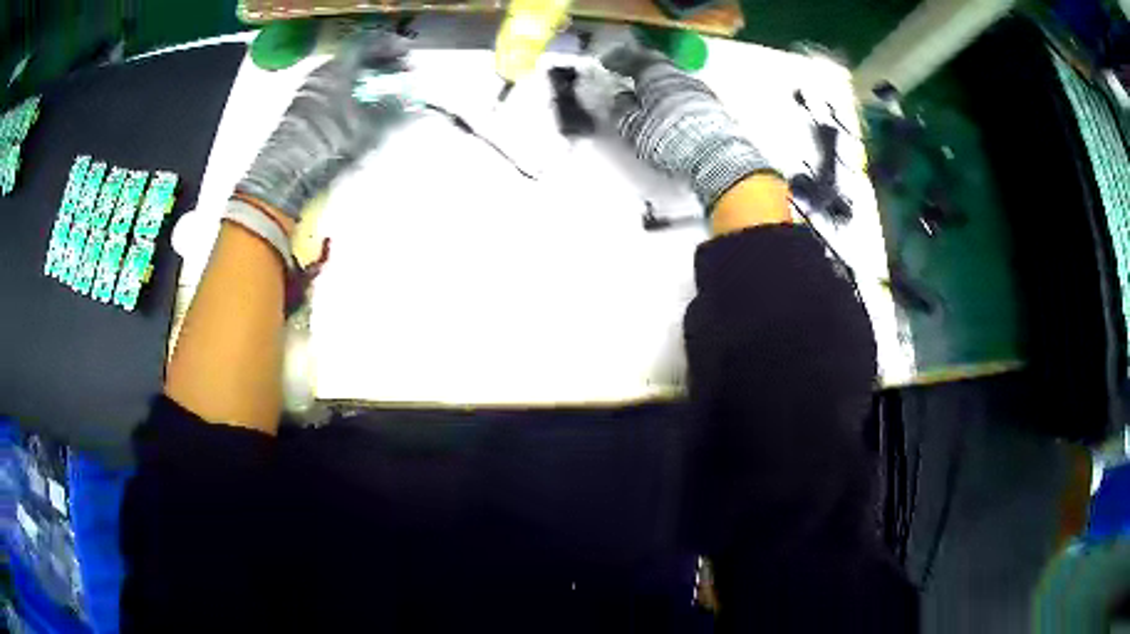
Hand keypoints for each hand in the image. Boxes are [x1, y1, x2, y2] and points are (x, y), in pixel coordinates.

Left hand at [235, 30, 410, 220]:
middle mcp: (320, 75)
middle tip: (400, 75)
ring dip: (365, 82)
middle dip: (380, 66)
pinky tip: (359, 112)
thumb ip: (396, 111)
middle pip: (355, 60)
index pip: (367, 44)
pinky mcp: (300, 114)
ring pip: (343, 77)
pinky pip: (331, 94)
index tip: (407, 56)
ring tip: (383, 96)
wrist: (286, 174)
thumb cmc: (329, 143)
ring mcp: (307, 94)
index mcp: (337, 68)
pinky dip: (350, 95)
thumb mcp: (370, 127)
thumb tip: (417, 105)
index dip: (390, 46)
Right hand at [600, 45, 778, 211]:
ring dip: (660, 88)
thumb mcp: (633, 127)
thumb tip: (618, 99)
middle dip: (643, 73)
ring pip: (674, 82)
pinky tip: (669, 112)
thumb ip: (622, 109)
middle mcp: (680, 75)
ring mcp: (700, 91)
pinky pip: (687, 97)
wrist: (715, 157)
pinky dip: (674, 100)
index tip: (608, 64)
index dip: (620, 60)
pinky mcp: (714, 109)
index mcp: (657, 72)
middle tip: (628, 79)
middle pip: (658, 68)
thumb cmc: (667, 137)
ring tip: (648, 99)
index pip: (635, 58)